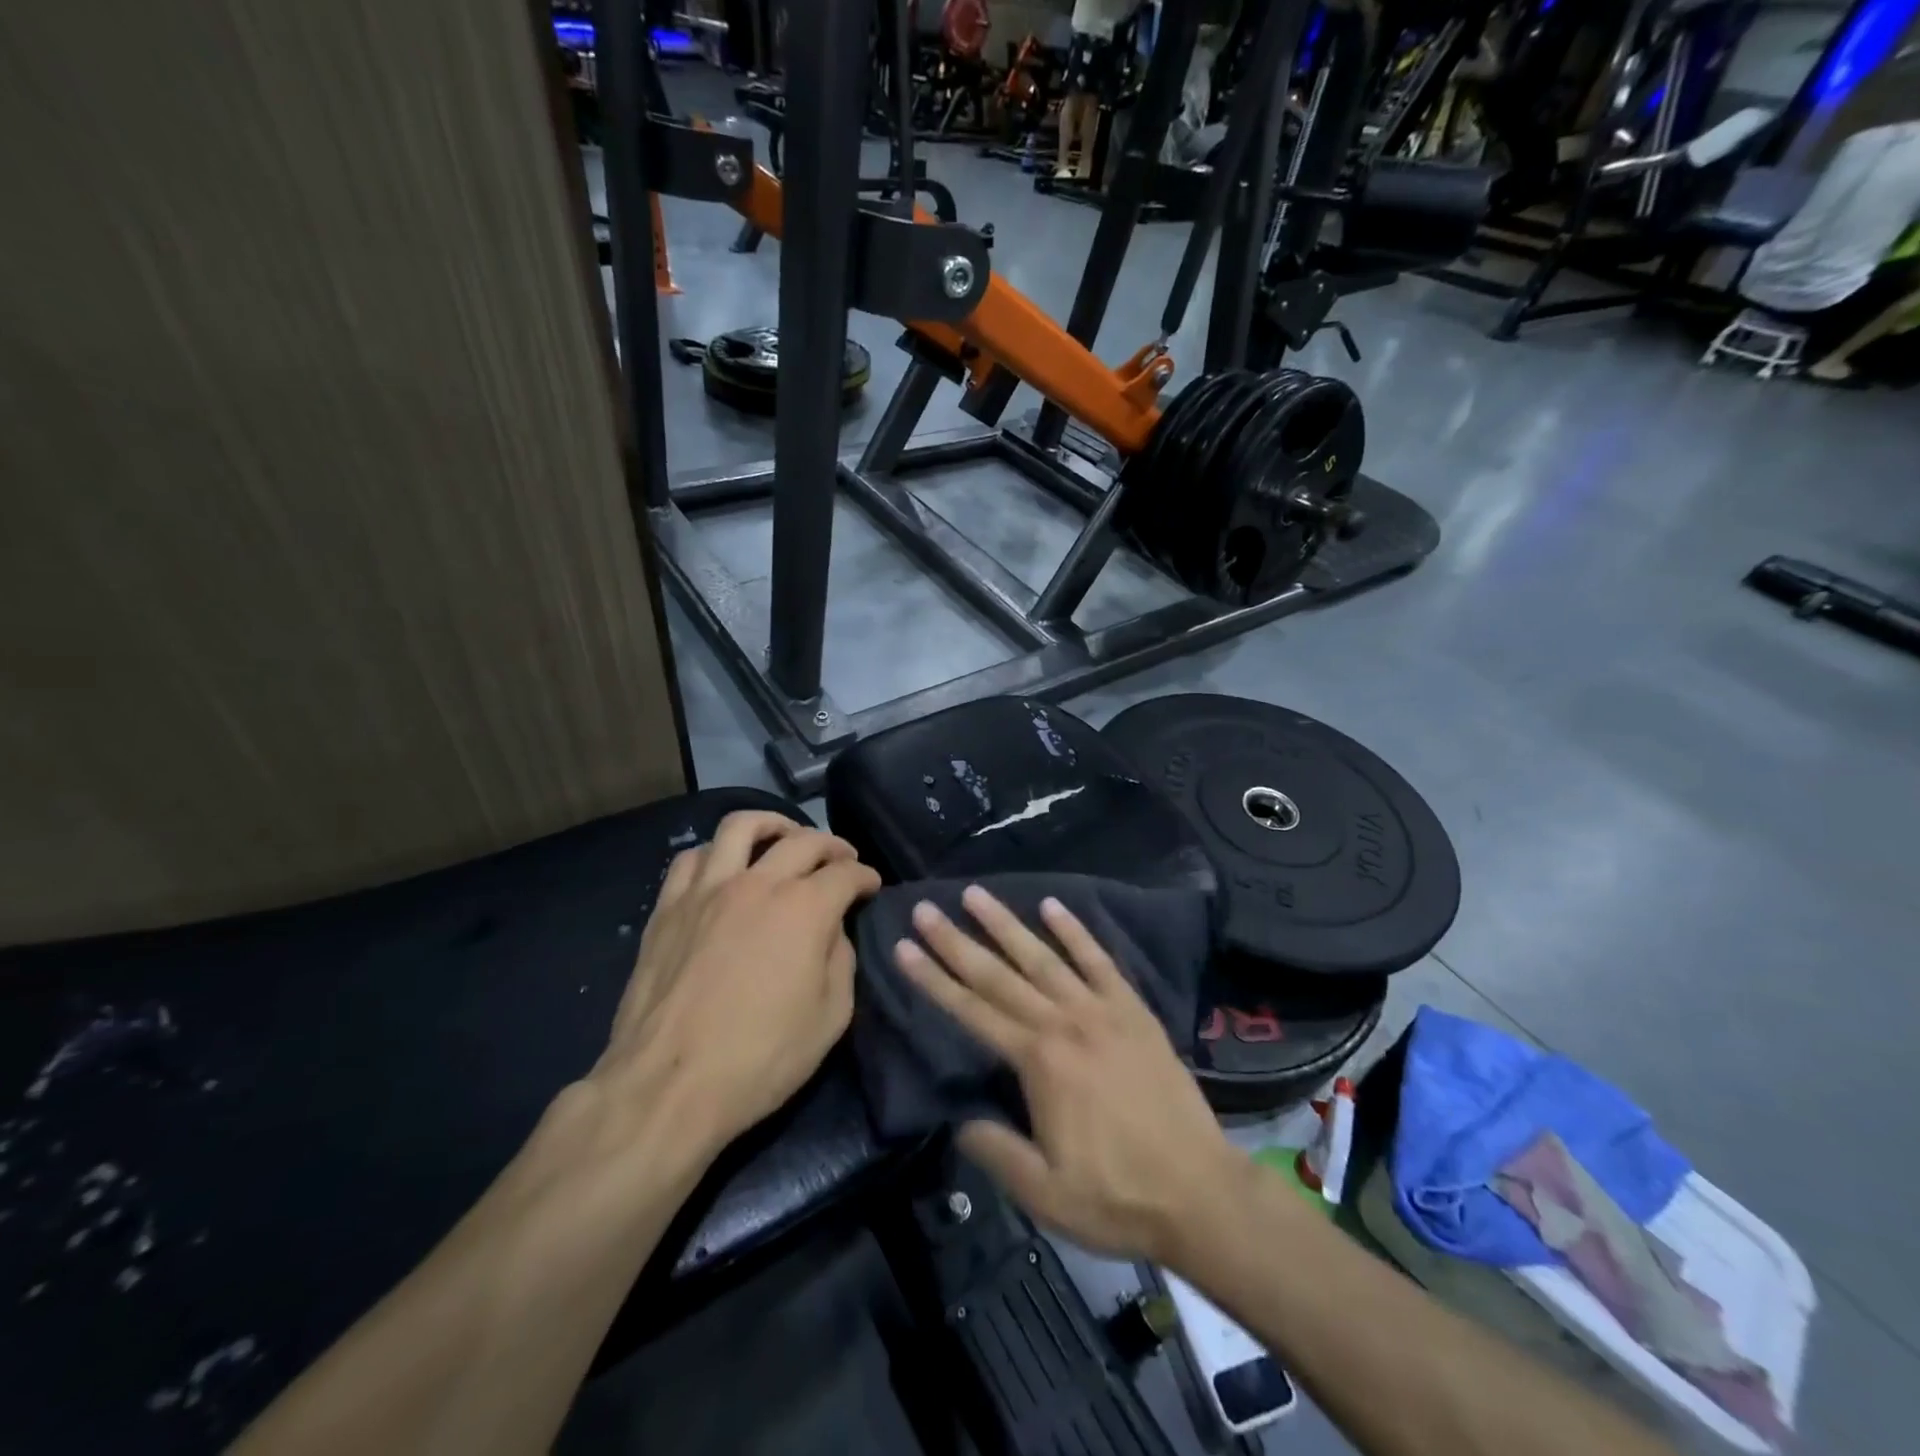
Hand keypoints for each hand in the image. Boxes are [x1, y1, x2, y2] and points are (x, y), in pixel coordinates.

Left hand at [590, 811, 880, 1156]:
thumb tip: (833, 931)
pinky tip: (725, 866)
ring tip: (783, 837)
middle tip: (841, 860)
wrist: (668, 1087)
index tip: (871, 887)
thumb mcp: (831, 1018)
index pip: (846, 874)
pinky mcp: (668, 907)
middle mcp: (758, 883)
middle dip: (832, 845)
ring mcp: (707, 890)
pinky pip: (692, 857)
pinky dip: (717, 851)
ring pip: (741, 826)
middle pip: (802, 840)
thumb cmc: (760, 1059)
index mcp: (804, 909)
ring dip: (772, 825)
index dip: (865, 877)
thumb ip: (841, 961)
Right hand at [893, 887, 1247, 1264]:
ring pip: (1043, 957)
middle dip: (957, 941)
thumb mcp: (1044, 1193)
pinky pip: (1099, 960)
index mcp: (1038, 1062)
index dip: (933, 979)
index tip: (905, 947)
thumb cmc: (1117, 1197)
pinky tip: (1053, 906)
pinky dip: (1075, 931)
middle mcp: (1064, 1023)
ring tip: (976, 894)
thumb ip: (995, 1150)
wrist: (1201, 1193)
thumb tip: (960, 1118)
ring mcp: (1102, 1010)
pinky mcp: (1133, 1010)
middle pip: (999, 974)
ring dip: (1006, 924)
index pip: (972, 1011)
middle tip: (926, 909)